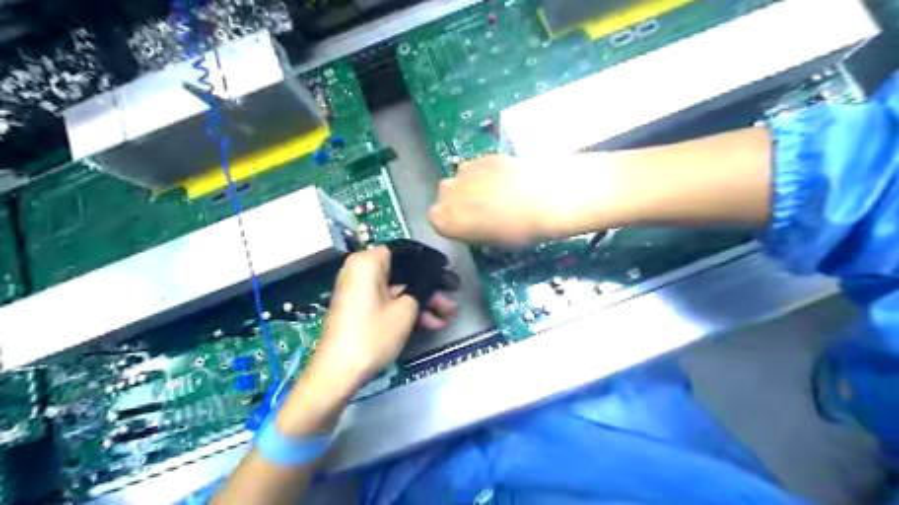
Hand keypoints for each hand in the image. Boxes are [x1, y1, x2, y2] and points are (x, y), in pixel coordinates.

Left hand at [305, 245, 457, 390]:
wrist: (339, 372)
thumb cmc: (373, 334)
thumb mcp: (406, 310)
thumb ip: (421, 290)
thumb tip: (428, 285)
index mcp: (367, 261)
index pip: (404, 252)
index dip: (429, 265)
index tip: (446, 277)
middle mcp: (359, 270)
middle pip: (402, 273)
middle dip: (428, 290)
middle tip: (450, 301)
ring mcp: (358, 290)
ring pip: (396, 290)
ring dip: (421, 303)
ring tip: (446, 317)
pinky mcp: (358, 308)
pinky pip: (386, 301)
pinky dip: (404, 310)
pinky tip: (429, 323)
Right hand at [431, 154, 614, 245]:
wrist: (545, 198)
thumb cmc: (517, 231)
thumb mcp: (490, 241)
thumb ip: (471, 230)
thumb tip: (473, 223)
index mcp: (443, 219)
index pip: (437, 220)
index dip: (454, 223)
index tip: (469, 226)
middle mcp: (446, 192)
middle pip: (446, 197)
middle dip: (460, 202)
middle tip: (485, 211)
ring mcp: (464, 170)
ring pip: (462, 180)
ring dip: (473, 186)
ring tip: (499, 195)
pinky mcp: (483, 156)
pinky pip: (479, 167)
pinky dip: (488, 174)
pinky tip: (509, 181)